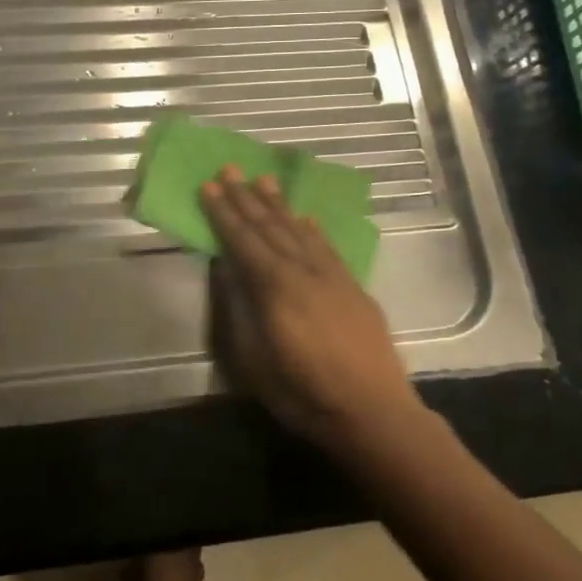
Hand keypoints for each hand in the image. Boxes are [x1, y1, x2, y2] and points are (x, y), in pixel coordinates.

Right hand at [202, 166, 420, 446]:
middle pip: (270, 227)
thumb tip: (226, 268)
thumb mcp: (253, 359)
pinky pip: (327, 247)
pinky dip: (312, 229)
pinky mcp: (353, 288)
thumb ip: (238, 309)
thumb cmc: (303, 393)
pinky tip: (305, 218)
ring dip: (279, 204)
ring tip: (264, 180)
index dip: (223, 213)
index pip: (243, 241)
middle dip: (247, 197)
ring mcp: (333, 277)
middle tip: (231, 168)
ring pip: (299, 231)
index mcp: (275, 288)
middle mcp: (304, 271)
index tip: (208, 186)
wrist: (373, 412)